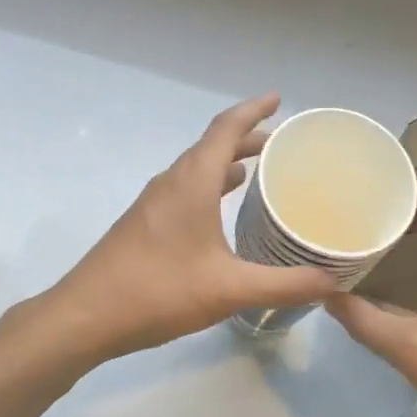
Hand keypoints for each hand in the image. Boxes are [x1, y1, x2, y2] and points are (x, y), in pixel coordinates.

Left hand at [47, 95, 335, 361]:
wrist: (86, 316)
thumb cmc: (158, 291)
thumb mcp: (229, 289)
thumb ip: (284, 285)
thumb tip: (331, 281)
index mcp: (192, 182)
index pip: (225, 128)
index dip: (253, 109)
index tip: (278, 99)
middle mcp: (172, 182)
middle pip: (212, 145)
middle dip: (247, 137)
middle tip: (281, 143)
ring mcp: (153, 203)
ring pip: (197, 169)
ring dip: (227, 162)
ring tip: (259, 170)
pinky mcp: (145, 223)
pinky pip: (186, 189)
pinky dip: (211, 186)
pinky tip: (223, 210)